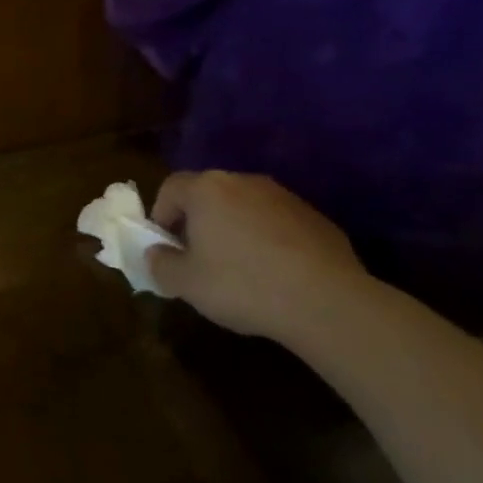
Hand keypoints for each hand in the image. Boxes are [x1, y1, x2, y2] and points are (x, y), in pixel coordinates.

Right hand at [146, 171, 369, 345]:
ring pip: (244, 207)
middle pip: (208, 194)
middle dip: (197, 221)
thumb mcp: (186, 284)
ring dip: (233, 229)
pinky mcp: (314, 217)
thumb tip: (156, 253)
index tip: (165, 246)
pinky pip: (276, 223)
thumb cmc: (242, 285)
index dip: (160, 215)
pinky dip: (266, 240)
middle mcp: (244, 182)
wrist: (326, 301)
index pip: (170, 187)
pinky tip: (273, 274)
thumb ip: (160, 264)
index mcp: (207, 189)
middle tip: (197, 257)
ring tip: (238, 268)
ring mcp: (284, 196)